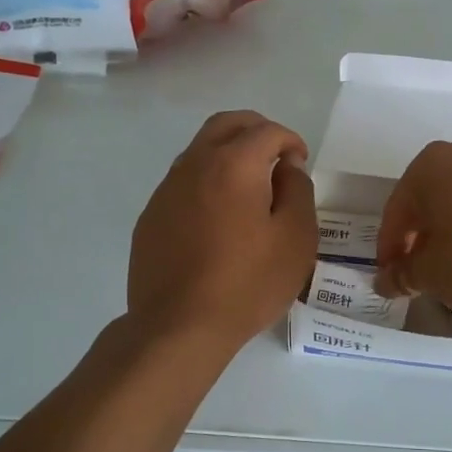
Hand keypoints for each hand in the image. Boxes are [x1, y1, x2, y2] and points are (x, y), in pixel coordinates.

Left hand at [128, 111, 316, 347]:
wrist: (179, 326)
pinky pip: (183, 182)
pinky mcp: (152, 216)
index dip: (290, 141)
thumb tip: (286, 166)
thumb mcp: (296, 238)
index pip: (267, 131)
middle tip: (275, 156)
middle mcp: (195, 164)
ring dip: (228, 154)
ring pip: (200, 150)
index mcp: (234, 164)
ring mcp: (167, 189)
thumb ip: (298, 190)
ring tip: (249, 187)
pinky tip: (218, 218)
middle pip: (226, 125)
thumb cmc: (248, 283)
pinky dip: (207, 182)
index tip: (300, 164)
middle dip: (256, 130)